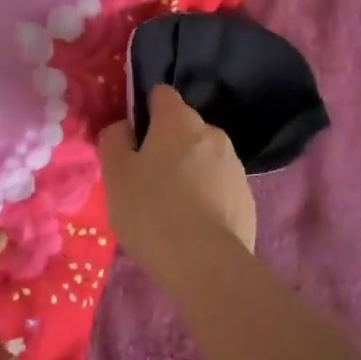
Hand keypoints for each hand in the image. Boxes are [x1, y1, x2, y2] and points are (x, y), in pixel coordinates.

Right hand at [97, 85, 255, 282]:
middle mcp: (212, 133)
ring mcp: (234, 165)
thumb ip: (114, 140)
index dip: (144, 111)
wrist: (207, 265)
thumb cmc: (153, 211)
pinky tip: (191, 225)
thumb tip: (124, 127)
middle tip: (144, 180)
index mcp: (179, 121)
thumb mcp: (115, 174)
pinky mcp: (246, 198)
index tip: (131, 139)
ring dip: (187, 171)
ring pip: (202, 158)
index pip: (161, 95)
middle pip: (183, 128)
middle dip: (166, 145)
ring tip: (169, 208)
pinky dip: (205, 196)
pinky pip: (218, 186)